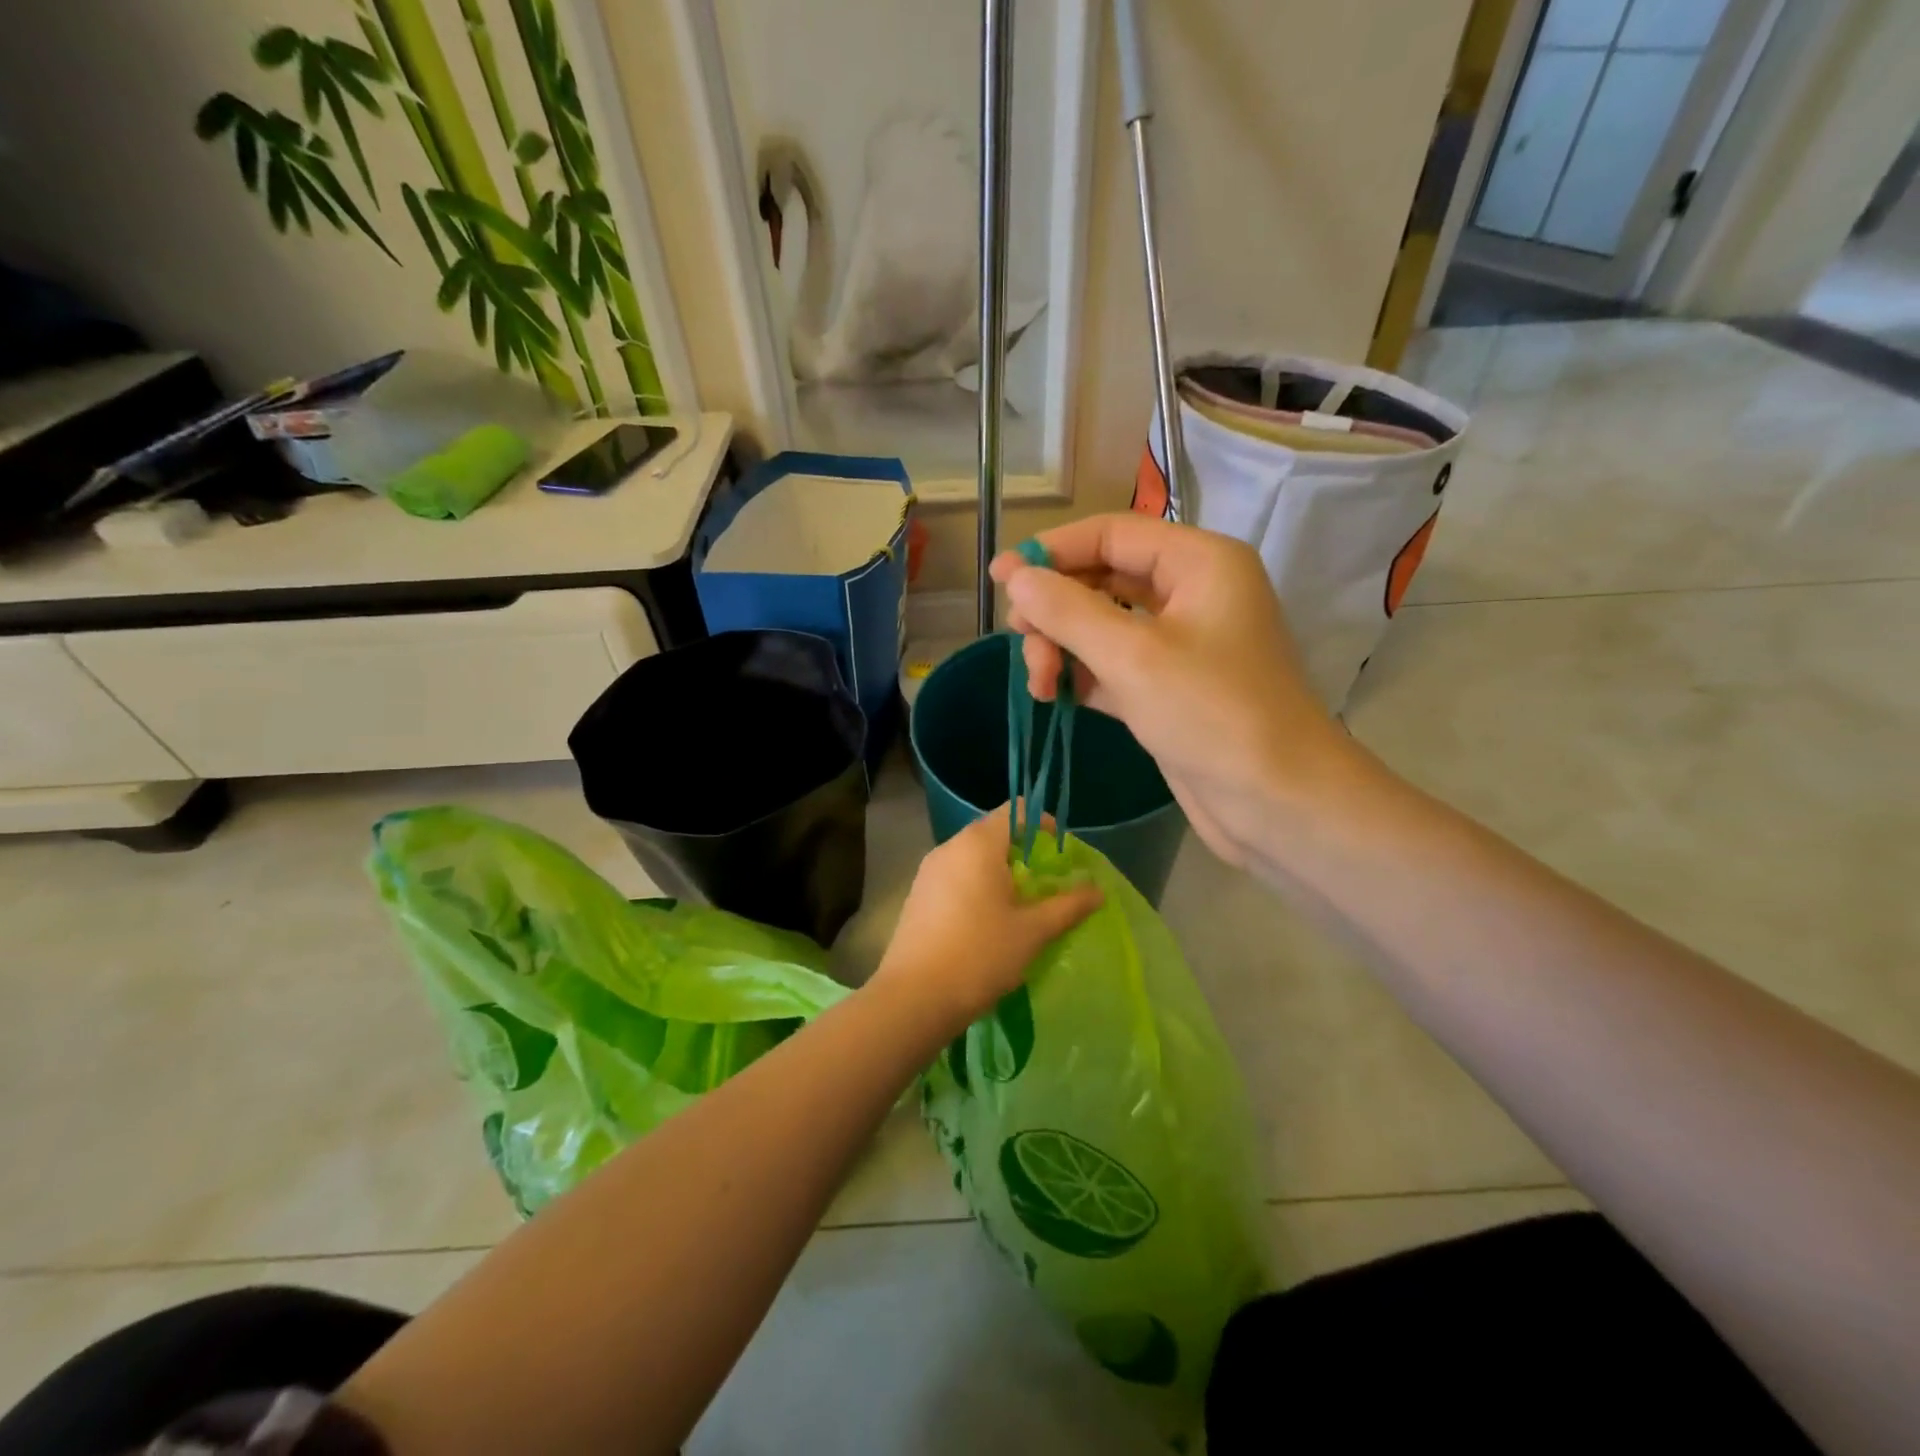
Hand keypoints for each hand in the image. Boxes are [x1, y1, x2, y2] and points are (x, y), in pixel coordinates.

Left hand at [872, 805, 1101, 1032]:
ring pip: (972, 856)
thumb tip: (1097, 891)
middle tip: (1045, 885)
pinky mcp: (917, 894)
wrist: (915, 997)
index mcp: (978, 844)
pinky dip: (976, 886)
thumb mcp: (1033, 931)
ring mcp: (928, 870)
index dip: (1042, 825)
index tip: (1059, 854)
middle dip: (1023, 852)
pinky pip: (955, 876)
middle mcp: (950, 847)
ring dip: (999, 871)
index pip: (1016, 811)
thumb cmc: (980, 955)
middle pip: (993, 832)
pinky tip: (986, 922)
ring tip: (1019, 907)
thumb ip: (1068, 906)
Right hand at [990, 513, 1359, 866]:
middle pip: (1103, 578)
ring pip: (1103, 625)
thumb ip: (1067, 611)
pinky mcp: (1169, 687)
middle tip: (1020, 641)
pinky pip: (1112, 664)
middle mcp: (1192, 593)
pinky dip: (1081, 675)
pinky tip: (1055, 696)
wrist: (1277, 803)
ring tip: (1039, 684)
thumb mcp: (1132, 657)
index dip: (1052, 551)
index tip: (999, 579)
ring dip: (1063, 646)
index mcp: (1199, 563)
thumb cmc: (1212, 715)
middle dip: (1056, 608)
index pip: (1111, 534)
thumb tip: (1016, 577)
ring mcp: (1181, 643)